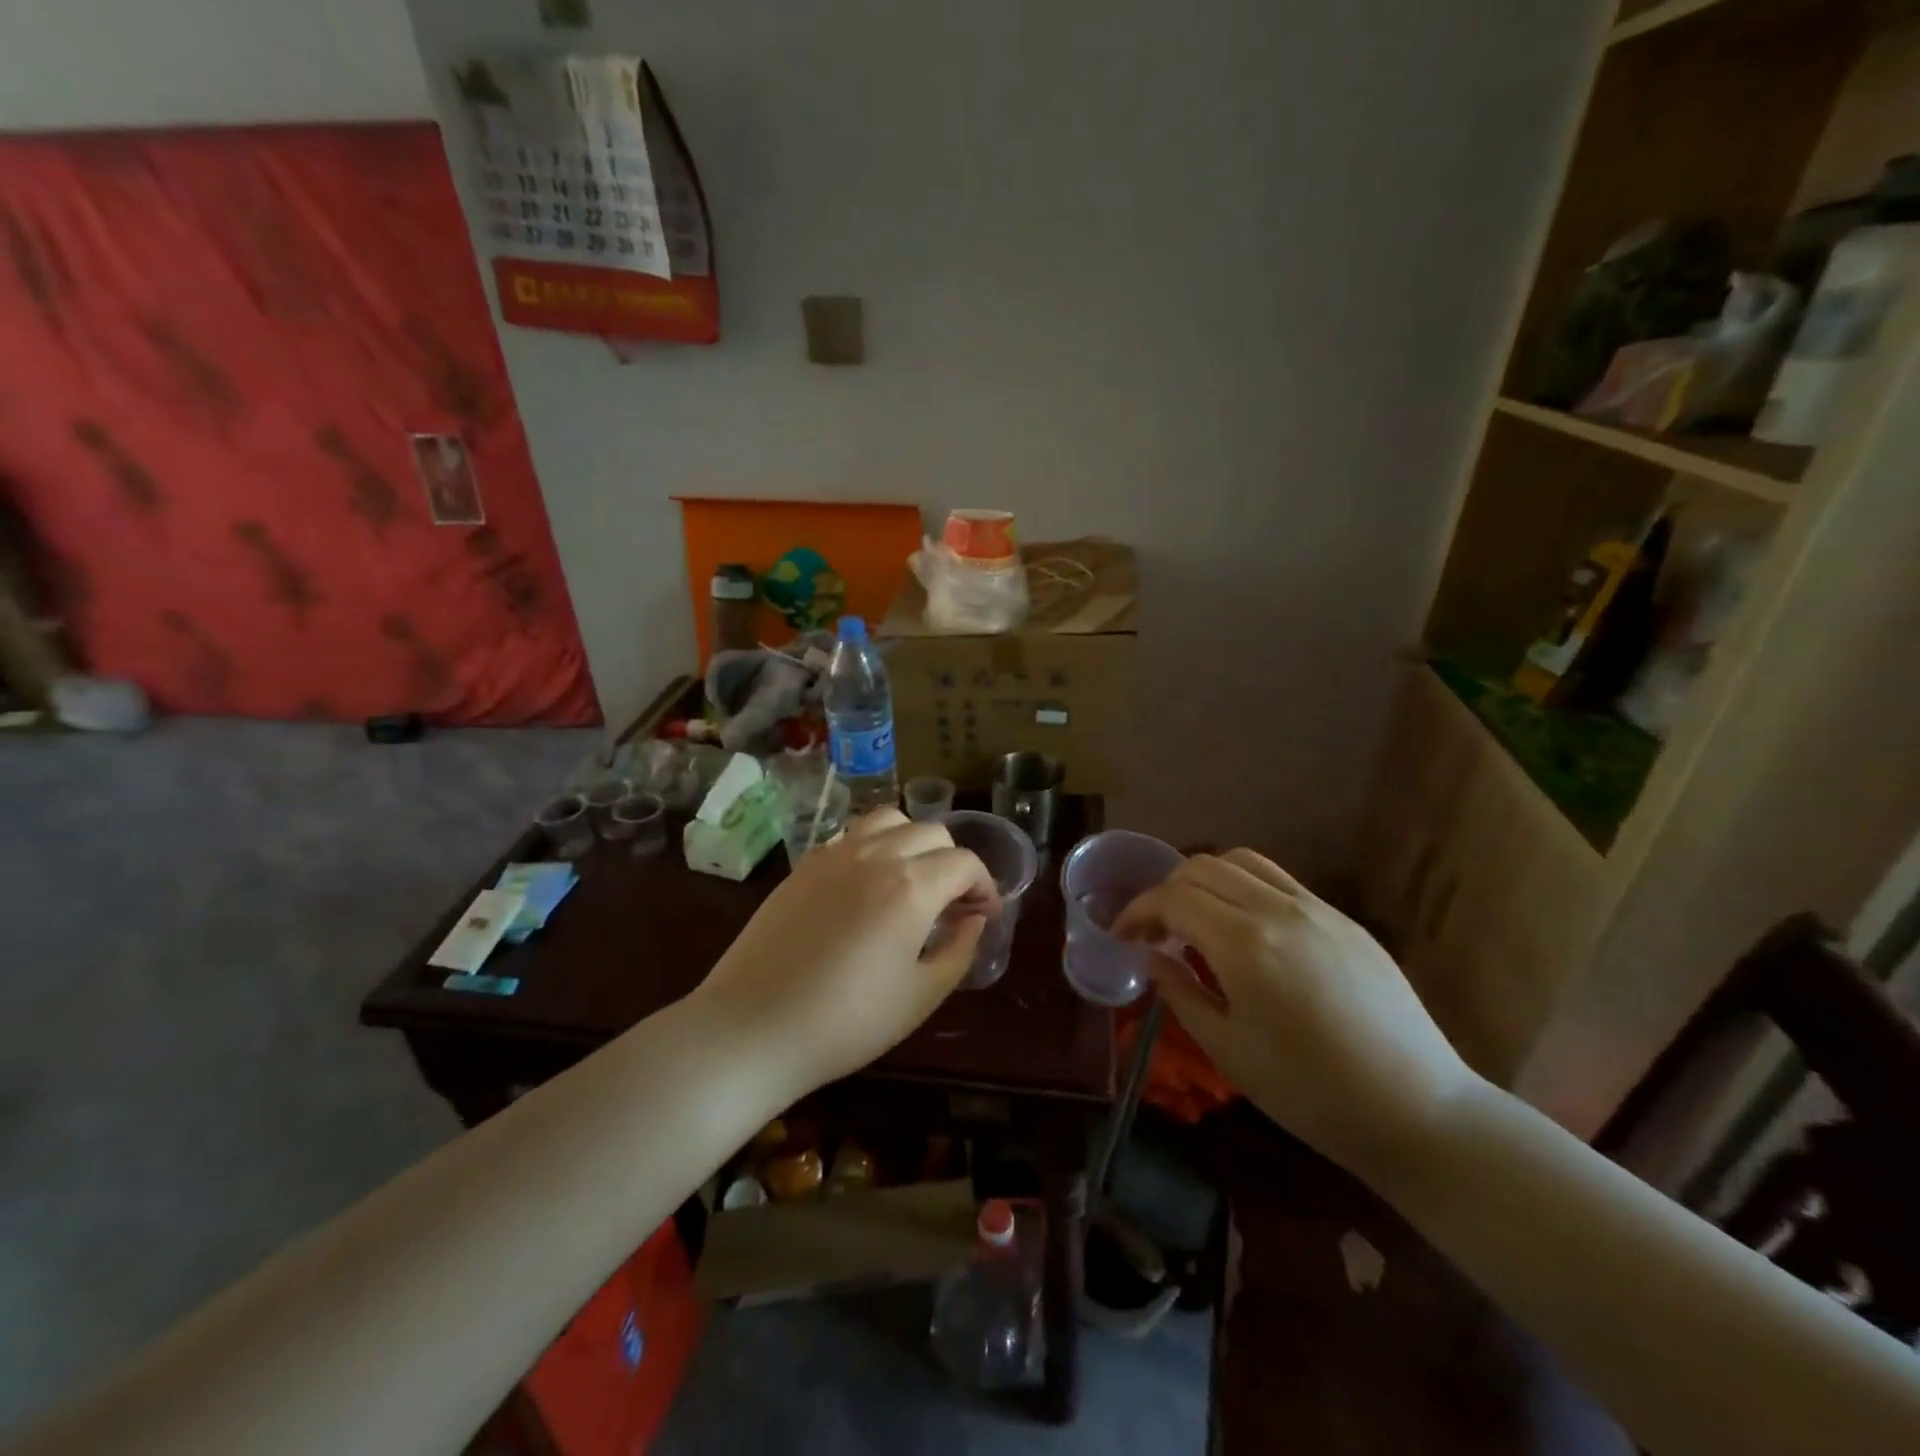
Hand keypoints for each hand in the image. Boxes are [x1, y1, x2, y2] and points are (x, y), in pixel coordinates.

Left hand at [692, 808, 997, 1101]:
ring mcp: (834, 853)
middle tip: (952, 903)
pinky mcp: (804, 864)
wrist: (752, 1028)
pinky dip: (874, 845)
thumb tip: (974, 920)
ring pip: (889, 819)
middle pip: (931, 832)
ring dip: (913, 841)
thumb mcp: (920, 997)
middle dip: (953, 862)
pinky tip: (868, 883)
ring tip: (911, 879)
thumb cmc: (846, 1022)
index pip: (965, 863)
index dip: (985, 886)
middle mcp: (876, 855)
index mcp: (911, 886)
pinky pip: (852, 834)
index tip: (985, 915)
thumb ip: (959, 951)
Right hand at [1115, 849, 1476, 1181]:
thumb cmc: (1310, 1092)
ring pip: (1242, 862)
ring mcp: (1316, 908)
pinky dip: (1244, 888)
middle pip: (1202, 868)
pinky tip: (1246, 931)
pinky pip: (1280, 881)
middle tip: (1154, 930)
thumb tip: (1153, 959)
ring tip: (1197, 920)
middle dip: (1165, 891)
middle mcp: (1278, 909)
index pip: (1172, 898)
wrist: (1418, 1111)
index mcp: (1244, 943)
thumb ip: (1181, 993)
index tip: (1121, 935)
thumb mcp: (1229, 1050)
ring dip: (1205, 880)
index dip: (1137, 911)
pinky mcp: (1343, 920)